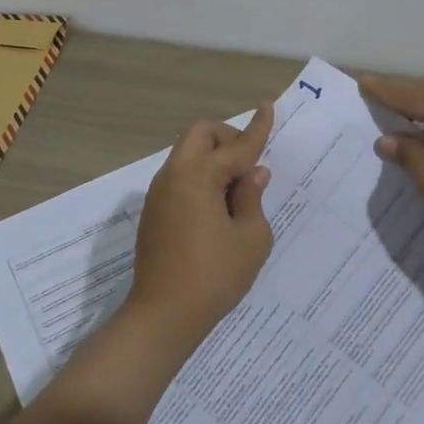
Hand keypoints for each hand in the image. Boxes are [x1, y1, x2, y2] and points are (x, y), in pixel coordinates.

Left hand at [128, 105, 275, 342]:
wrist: (162, 317)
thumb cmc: (213, 277)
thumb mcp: (250, 238)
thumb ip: (253, 198)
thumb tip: (253, 174)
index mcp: (197, 176)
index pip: (236, 146)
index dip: (257, 128)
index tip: (268, 106)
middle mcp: (173, 176)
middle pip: (200, 135)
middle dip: (228, 139)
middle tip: (250, 165)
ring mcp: (159, 194)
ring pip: (188, 154)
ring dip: (214, 159)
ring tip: (239, 191)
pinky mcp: (155, 212)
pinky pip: (181, 176)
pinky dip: (202, 177)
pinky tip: (219, 207)